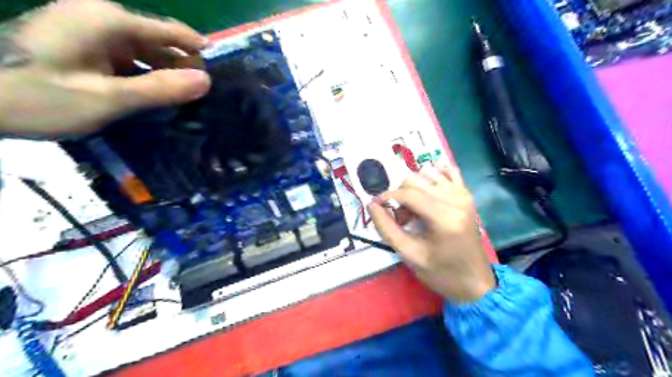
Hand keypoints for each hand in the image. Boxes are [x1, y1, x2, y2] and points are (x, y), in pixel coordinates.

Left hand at [1, 0, 211, 138]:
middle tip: (200, 97)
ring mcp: (88, 30)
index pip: (170, 30)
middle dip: (181, 67)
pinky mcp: (80, 45)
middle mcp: (101, 18)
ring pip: (143, 52)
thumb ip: (160, 89)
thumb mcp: (108, 98)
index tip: (220, 68)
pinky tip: (151, 96)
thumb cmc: (37, 96)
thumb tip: (206, 81)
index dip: (198, 48)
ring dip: (163, 74)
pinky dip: (142, 76)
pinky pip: (125, 59)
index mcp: (109, 21)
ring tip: (182, 101)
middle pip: (157, 41)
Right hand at [365, 166, 494, 301]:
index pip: (408, 193)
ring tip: (414, 209)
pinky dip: (434, 175)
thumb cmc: (441, 273)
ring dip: (414, 187)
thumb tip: (372, 204)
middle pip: (416, 179)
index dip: (387, 196)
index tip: (376, 205)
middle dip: (400, 194)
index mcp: (444, 217)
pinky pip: (448, 171)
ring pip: (428, 173)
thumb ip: (386, 228)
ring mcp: (464, 195)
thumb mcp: (409, 255)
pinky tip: (427, 191)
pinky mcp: (467, 196)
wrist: (475, 282)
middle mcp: (456, 199)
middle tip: (400, 217)